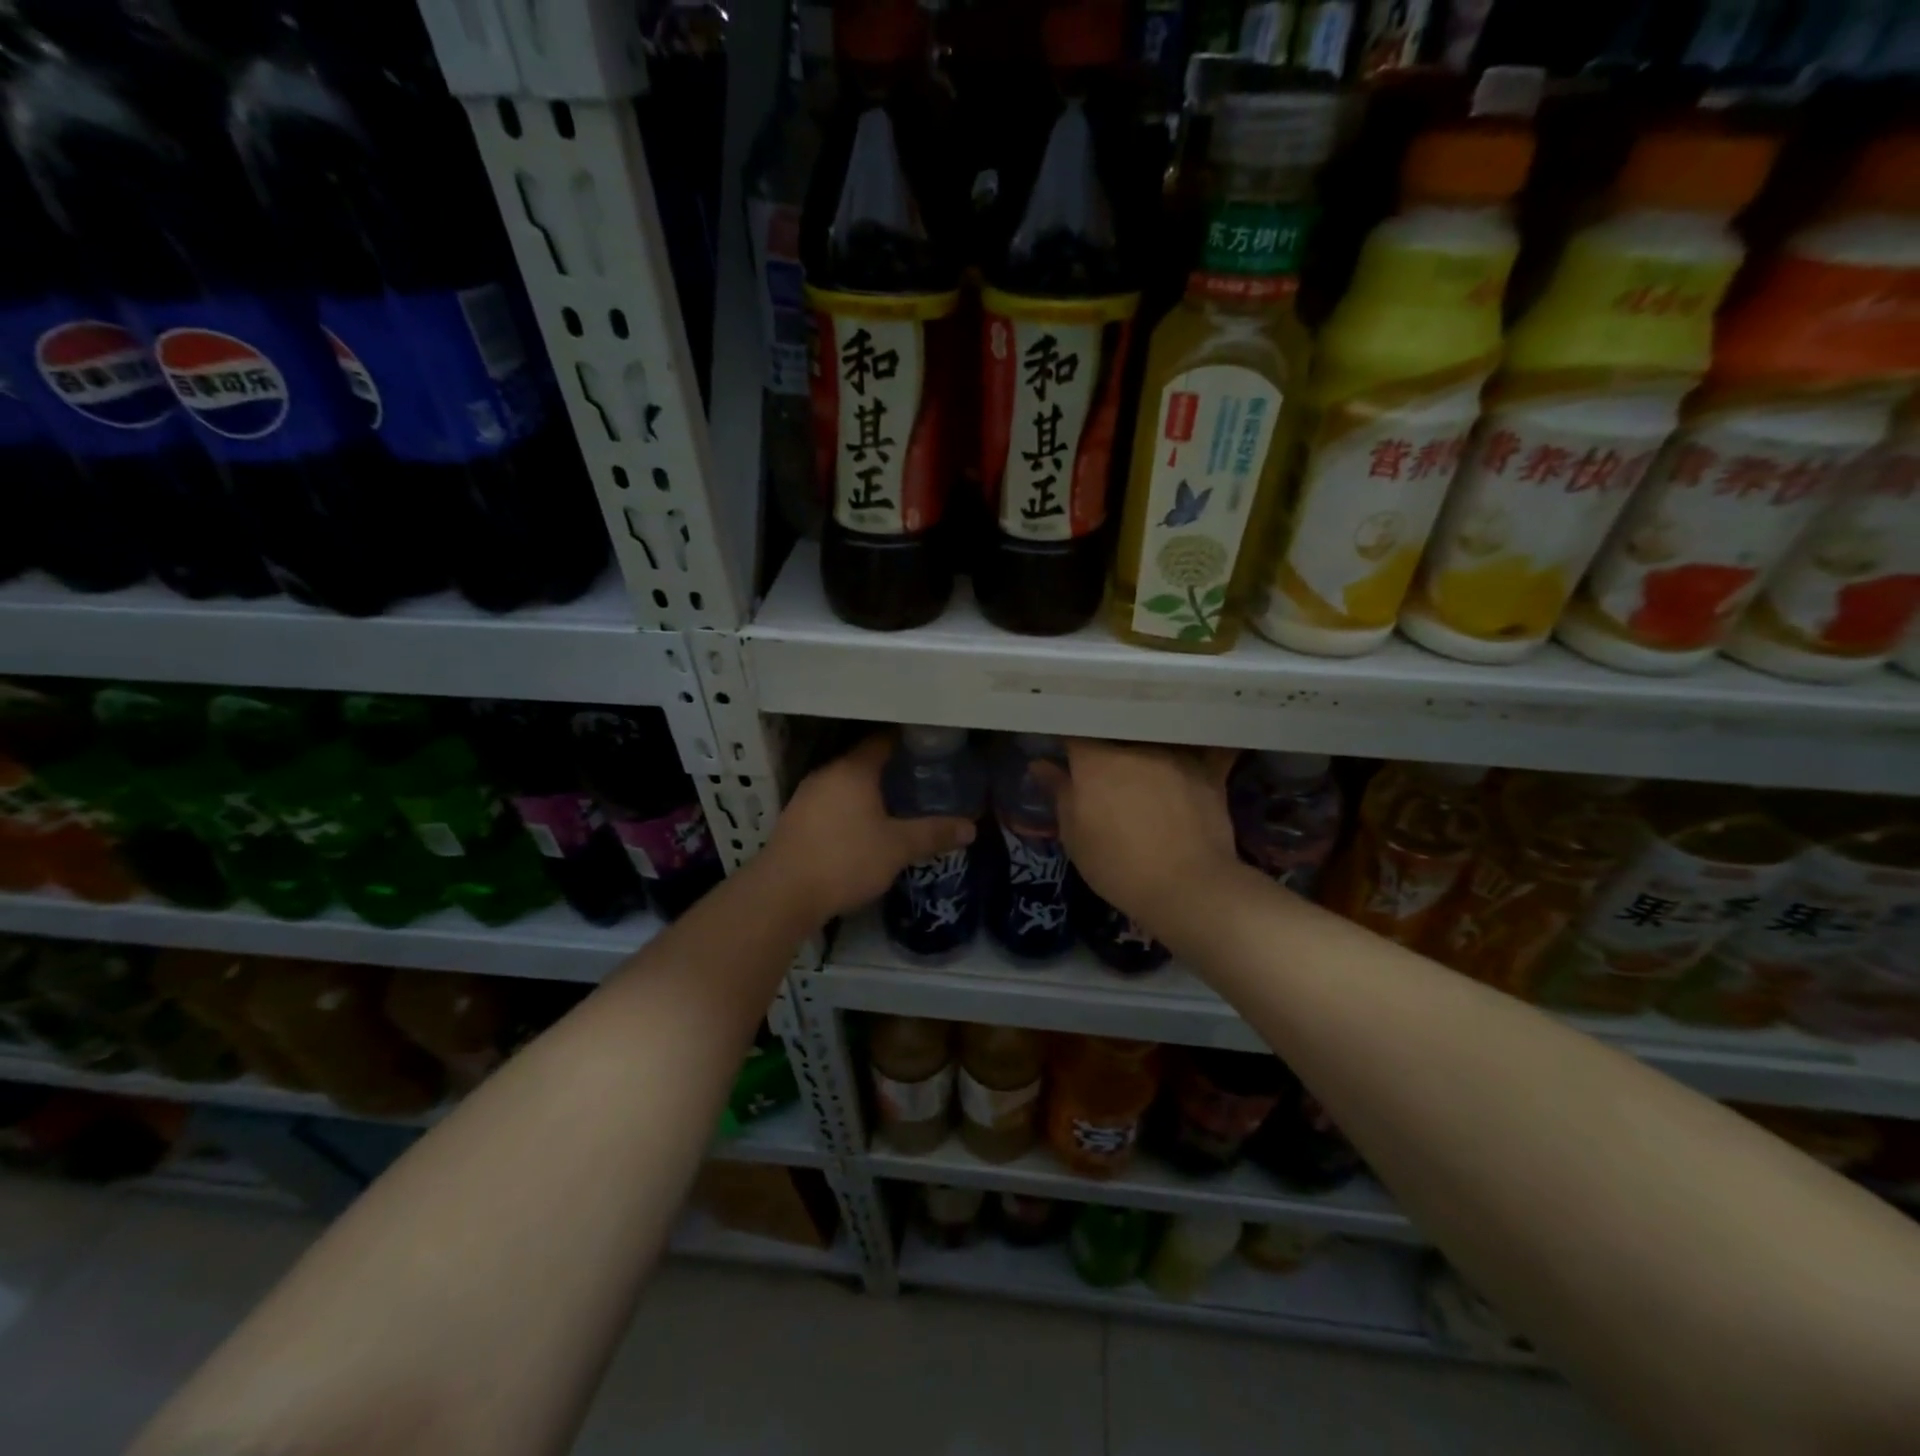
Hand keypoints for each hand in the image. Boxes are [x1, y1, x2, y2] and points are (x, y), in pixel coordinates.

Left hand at [764, 734, 975, 921]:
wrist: (783, 893)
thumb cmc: (845, 859)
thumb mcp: (897, 848)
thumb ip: (933, 833)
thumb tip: (970, 828)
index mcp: (853, 769)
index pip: (884, 740)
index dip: (909, 741)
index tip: (933, 748)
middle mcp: (828, 773)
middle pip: (864, 760)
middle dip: (892, 767)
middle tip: (923, 778)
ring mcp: (807, 795)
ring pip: (846, 782)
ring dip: (870, 789)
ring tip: (899, 802)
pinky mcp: (796, 818)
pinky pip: (832, 801)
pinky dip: (851, 806)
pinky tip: (865, 825)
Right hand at [1032, 738, 1241, 932]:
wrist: (1188, 888)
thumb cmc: (1119, 866)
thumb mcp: (1075, 837)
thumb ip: (1059, 794)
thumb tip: (1040, 763)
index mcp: (1096, 761)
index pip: (1074, 733)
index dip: (1067, 740)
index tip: (1063, 752)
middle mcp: (1136, 747)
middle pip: (1116, 734)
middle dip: (1107, 744)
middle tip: (1104, 766)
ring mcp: (1176, 756)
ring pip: (1153, 740)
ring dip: (1145, 749)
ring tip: (1144, 767)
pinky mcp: (1209, 772)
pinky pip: (1204, 749)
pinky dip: (1198, 748)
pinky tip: (1198, 751)